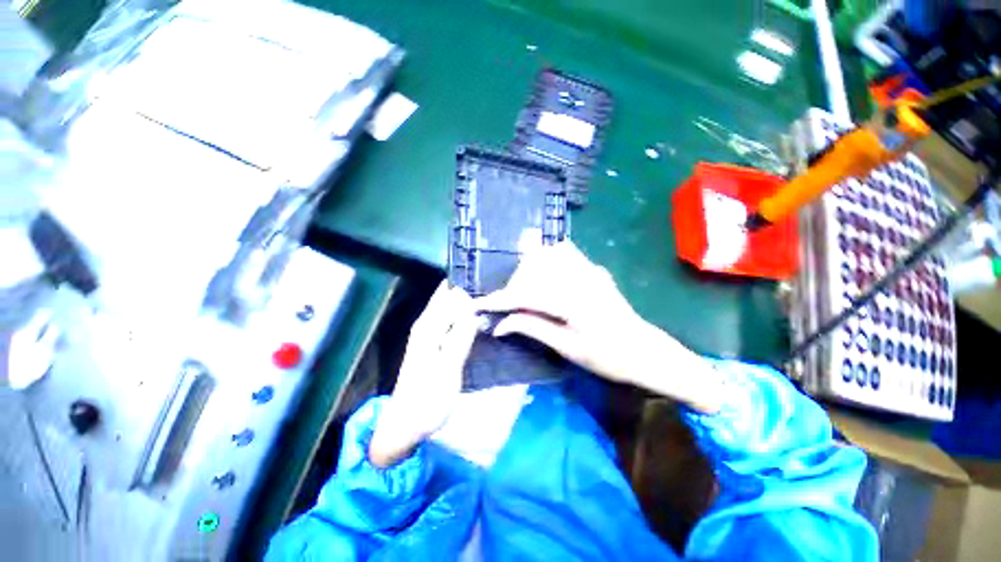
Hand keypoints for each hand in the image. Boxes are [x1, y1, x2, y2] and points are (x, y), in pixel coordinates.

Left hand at [369, 281, 480, 466]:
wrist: (407, 425)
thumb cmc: (427, 400)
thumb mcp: (447, 370)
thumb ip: (459, 338)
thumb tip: (472, 308)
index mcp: (428, 327)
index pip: (449, 294)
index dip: (468, 284)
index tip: (492, 278)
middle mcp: (427, 324)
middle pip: (448, 297)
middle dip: (470, 290)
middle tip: (497, 288)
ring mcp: (430, 334)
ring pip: (450, 307)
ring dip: (469, 301)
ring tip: (494, 298)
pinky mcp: (435, 344)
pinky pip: (452, 320)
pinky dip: (465, 315)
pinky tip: (480, 317)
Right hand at [475, 242, 723, 413]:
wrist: (645, 351)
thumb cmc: (608, 357)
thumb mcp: (567, 348)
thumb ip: (532, 328)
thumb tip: (500, 325)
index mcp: (572, 300)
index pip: (525, 295)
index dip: (498, 300)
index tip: (477, 305)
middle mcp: (579, 277)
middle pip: (533, 269)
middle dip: (514, 286)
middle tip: (507, 307)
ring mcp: (589, 269)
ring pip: (548, 254)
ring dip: (529, 270)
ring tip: (524, 290)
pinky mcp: (594, 270)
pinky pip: (566, 253)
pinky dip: (548, 259)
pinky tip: (544, 273)